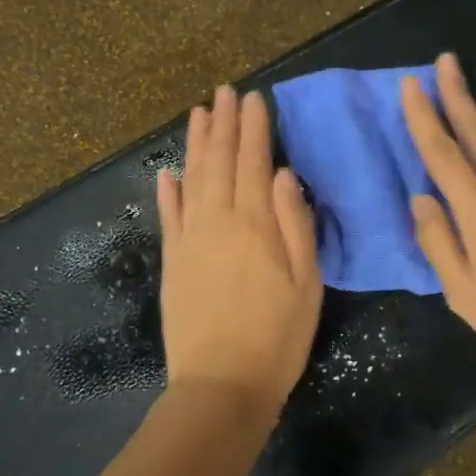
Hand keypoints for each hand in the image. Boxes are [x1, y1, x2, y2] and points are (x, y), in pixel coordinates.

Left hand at [157, 86, 323, 417]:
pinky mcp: (172, 262)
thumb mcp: (307, 283)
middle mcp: (217, 221)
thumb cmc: (277, 336)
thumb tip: (282, 174)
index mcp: (254, 224)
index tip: (254, 99)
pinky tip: (167, 173)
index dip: (254, 129)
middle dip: (223, 124)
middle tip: (224, 91)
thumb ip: (294, 224)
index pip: (253, 162)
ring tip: (199, 113)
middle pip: (219, 162)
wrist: (221, 384)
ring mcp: (189, 240)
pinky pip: (168, 216)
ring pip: (191, 179)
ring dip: (195, 145)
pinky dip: (168, 191)